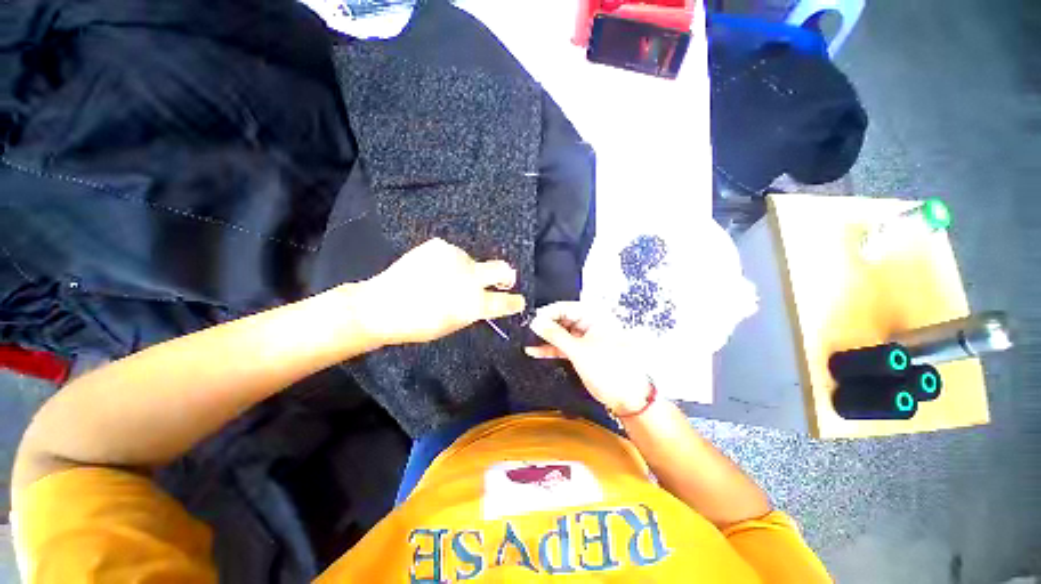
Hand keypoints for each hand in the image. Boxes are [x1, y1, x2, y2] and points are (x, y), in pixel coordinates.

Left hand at [357, 238, 525, 345]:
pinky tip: (431, 269)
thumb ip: (473, 309)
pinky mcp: (440, 246)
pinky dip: (448, 262)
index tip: (519, 301)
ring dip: (466, 270)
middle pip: (502, 269)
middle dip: (506, 276)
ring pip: (472, 261)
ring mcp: (456, 258)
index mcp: (474, 303)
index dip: (515, 302)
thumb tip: (484, 299)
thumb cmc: (418, 324)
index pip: (506, 302)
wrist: (382, 305)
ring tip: (442, 279)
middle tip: (502, 280)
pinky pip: (453, 254)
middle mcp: (471, 277)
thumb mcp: (453, 323)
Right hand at [526, 302, 652, 413]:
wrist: (626, 396)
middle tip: (528, 331)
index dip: (547, 313)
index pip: (566, 307)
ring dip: (546, 338)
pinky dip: (551, 348)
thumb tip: (536, 322)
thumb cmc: (609, 369)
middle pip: (562, 319)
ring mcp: (585, 337)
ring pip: (561, 332)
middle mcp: (590, 323)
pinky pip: (563, 345)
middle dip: (545, 325)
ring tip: (528, 340)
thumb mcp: (578, 350)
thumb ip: (555, 335)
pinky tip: (536, 351)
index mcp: (595, 315)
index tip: (532, 320)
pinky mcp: (582, 350)